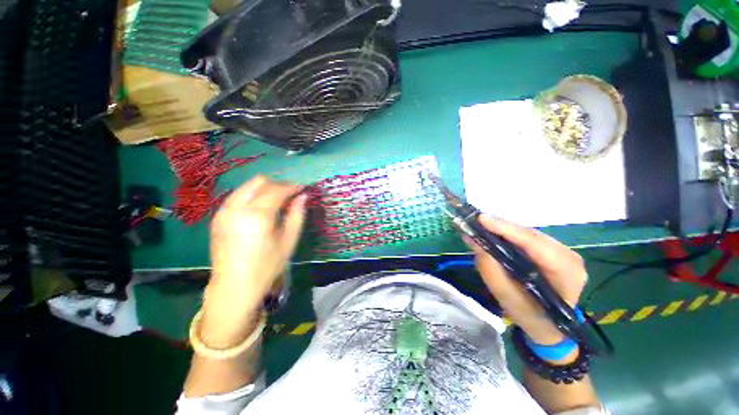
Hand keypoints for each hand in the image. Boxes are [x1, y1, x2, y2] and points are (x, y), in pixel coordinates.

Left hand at [201, 176, 306, 346]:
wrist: (234, 287)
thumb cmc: (267, 266)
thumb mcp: (288, 241)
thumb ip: (297, 215)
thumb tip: (303, 196)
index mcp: (257, 216)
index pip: (277, 190)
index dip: (292, 187)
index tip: (303, 188)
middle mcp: (237, 208)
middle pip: (259, 182)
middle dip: (278, 184)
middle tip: (291, 194)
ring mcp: (223, 211)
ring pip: (246, 186)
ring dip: (265, 188)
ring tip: (278, 200)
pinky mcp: (217, 217)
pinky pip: (237, 196)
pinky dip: (252, 195)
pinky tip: (261, 208)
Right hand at [468, 216, 586, 344]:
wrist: (549, 326)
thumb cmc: (529, 316)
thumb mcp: (505, 296)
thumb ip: (489, 268)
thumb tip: (473, 240)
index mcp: (566, 273)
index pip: (534, 244)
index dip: (506, 229)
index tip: (481, 219)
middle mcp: (570, 257)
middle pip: (531, 235)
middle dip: (501, 227)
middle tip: (475, 223)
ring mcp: (566, 252)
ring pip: (529, 233)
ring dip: (504, 230)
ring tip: (482, 227)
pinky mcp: (556, 250)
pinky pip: (529, 237)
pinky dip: (510, 234)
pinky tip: (495, 234)